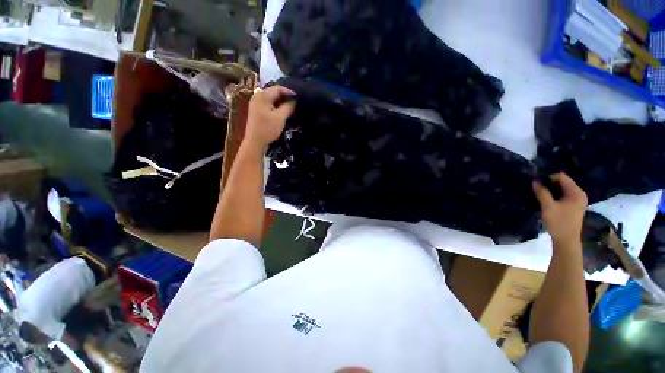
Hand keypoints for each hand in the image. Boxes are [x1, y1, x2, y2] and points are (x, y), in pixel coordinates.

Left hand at [245, 85, 295, 150]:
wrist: (255, 141)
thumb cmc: (268, 129)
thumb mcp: (280, 117)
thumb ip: (288, 107)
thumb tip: (295, 100)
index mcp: (262, 96)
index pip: (278, 88)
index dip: (289, 92)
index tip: (298, 98)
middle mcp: (257, 96)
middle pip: (274, 92)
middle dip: (285, 96)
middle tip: (296, 102)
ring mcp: (256, 103)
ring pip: (271, 98)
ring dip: (281, 101)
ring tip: (291, 106)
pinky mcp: (257, 110)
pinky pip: (268, 104)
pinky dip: (276, 105)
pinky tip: (282, 111)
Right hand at [533, 173, 587, 248]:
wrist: (567, 240)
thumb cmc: (559, 222)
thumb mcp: (548, 207)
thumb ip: (542, 193)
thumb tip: (535, 181)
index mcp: (576, 192)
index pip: (562, 177)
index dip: (548, 178)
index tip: (537, 185)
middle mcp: (579, 194)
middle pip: (563, 182)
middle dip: (549, 184)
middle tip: (537, 190)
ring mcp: (578, 200)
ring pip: (562, 189)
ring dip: (551, 191)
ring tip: (540, 195)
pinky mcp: (574, 206)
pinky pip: (564, 195)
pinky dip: (555, 196)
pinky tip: (547, 201)